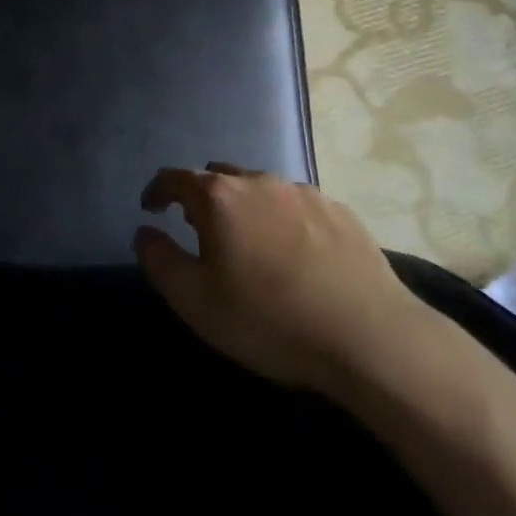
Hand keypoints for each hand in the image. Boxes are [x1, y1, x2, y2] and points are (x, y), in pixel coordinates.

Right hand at [133, 163, 426, 396]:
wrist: (370, 338)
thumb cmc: (269, 320)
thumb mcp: (195, 301)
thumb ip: (159, 260)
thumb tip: (145, 231)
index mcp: (220, 197)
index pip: (175, 177)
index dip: (157, 190)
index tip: (151, 208)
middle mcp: (260, 182)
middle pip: (219, 178)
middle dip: (203, 199)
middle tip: (201, 232)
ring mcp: (305, 193)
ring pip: (261, 190)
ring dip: (246, 208)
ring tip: (250, 244)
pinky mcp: (341, 212)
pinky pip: (298, 206)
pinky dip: (284, 220)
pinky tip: (296, 255)